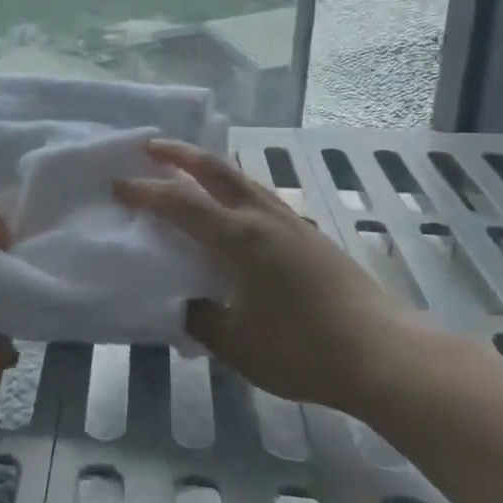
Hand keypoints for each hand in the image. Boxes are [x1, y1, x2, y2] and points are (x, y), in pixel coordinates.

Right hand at [115, 140, 426, 415]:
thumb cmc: (304, 350)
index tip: (117, 184)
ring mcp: (291, 223)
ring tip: (186, 170)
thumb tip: (183, 304)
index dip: (145, 191)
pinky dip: (233, 188)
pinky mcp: (310, 235)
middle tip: (150, 146)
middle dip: (179, 154)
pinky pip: (260, 196)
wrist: (385, 355)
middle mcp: (263, 218)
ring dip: (209, 167)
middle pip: (215, 169)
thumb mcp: (237, 345)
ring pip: (242, 178)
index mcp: (239, 238)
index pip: (180, 203)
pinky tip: (233, 209)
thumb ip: (200, 318)